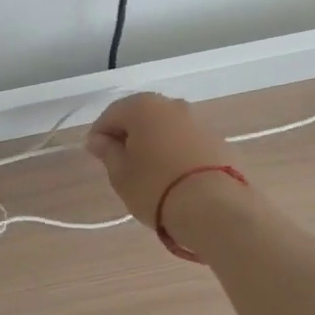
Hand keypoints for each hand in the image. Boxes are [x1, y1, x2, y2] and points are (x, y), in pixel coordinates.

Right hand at [85, 93, 230, 229]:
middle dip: (129, 135)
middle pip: (141, 115)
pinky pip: (186, 140)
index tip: (96, 155)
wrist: (215, 209)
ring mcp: (198, 120)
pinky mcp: (218, 140)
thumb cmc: (155, 187)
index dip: (100, 134)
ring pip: (166, 126)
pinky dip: (176, 150)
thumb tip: (98, 140)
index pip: (111, 114)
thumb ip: (107, 152)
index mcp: (142, 106)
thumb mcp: (120, 173)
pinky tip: (174, 174)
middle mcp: (171, 105)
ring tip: (149, 170)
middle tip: (121, 162)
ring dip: (154, 141)